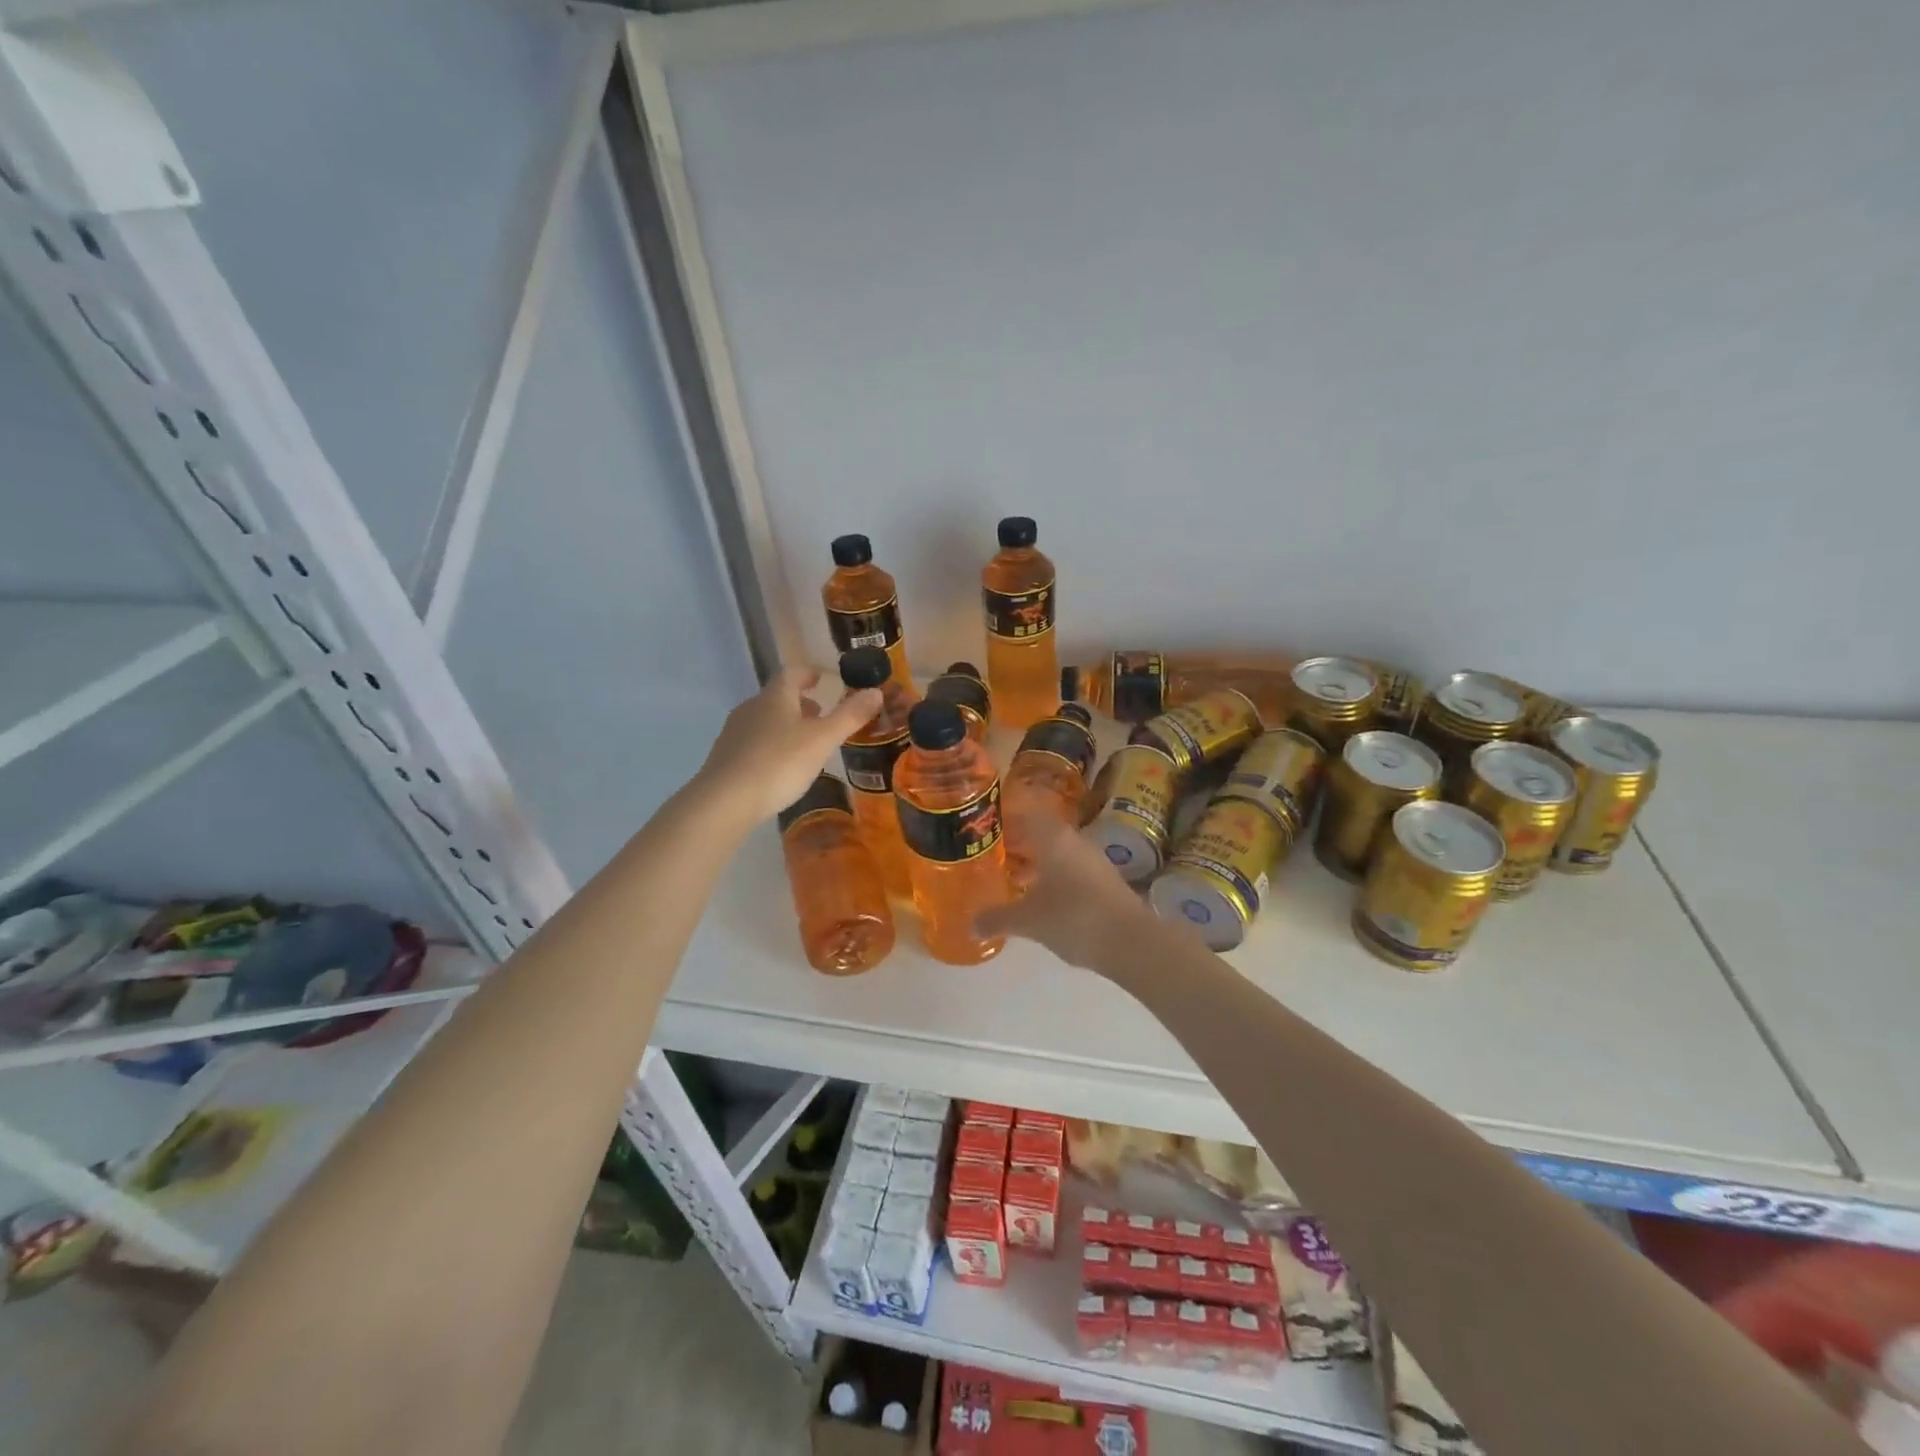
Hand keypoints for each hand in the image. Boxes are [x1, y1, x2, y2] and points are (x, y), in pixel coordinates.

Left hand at [695, 667, 880, 824]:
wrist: (725, 801)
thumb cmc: (779, 763)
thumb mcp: (823, 740)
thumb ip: (850, 715)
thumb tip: (876, 691)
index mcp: (775, 696)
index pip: (793, 673)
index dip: (810, 673)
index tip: (824, 679)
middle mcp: (751, 707)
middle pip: (778, 696)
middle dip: (801, 702)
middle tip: (822, 715)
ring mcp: (734, 732)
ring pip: (766, 720)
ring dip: (787, 724)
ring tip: (806, 743)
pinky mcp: (725, 757)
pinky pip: (754, 742)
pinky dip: (772, 745)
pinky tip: (782, 767)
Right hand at [975, 812, 1156, 969]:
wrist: (1131, 942)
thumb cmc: (1073, 917)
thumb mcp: (1028, 921)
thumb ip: (997, 918)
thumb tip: (971, 925)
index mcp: (1052, 837)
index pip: (1025, 811)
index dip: (1005, 815)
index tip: (985, 823)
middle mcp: (1074, 841)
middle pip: (1041, 831)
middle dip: (1017, 841)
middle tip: (992, 853)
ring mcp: (1093, 860)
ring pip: (1057, 852)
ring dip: (1036, 861)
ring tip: (1012, 878)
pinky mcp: (1105, 881)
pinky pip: (1071, 870)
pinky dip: (1053, 877)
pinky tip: (1041, 899)